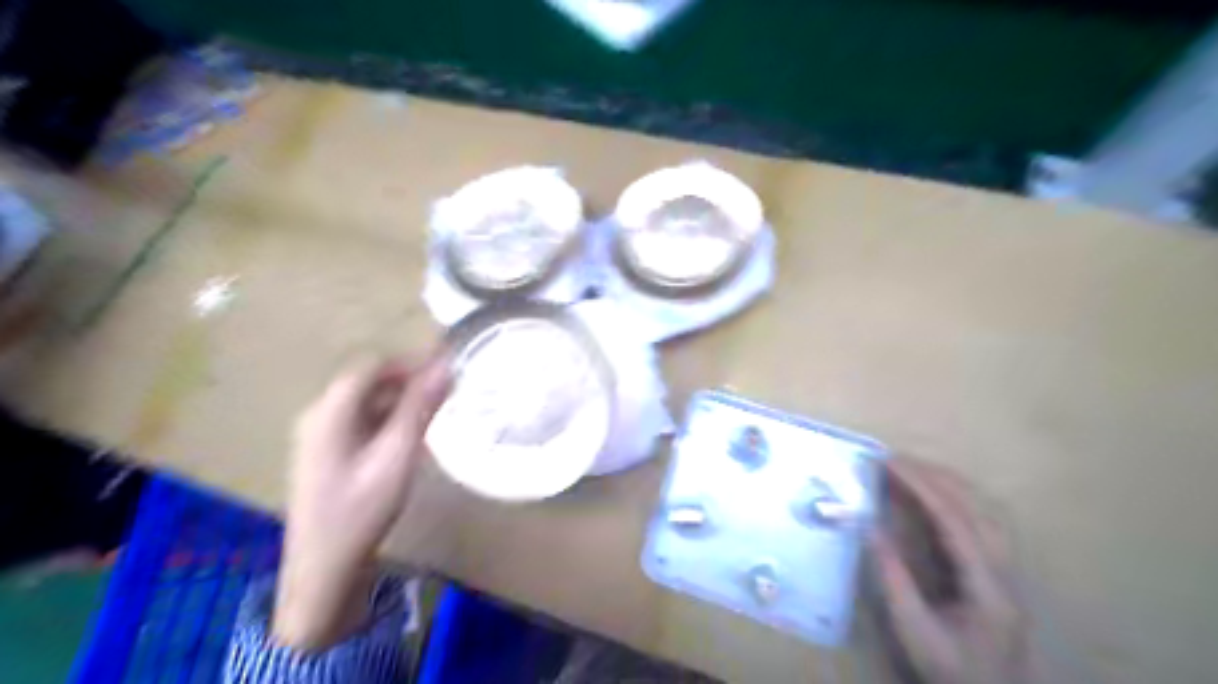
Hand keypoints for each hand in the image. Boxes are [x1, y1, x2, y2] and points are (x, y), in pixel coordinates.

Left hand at [271, 355, 447, 648]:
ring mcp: (320, 436)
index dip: (411, 362)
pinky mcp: (328, 454)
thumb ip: (420, 408)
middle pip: (367, 381)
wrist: (324, 570)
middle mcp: (319, 416)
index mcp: (329, 412)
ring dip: (401, 400)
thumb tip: (445, 366)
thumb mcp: (398, 456)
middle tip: (447, 394)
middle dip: (409, 381)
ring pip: (366, 402)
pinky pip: (362, 422)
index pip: (372, 366)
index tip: (447, 370)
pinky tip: (410, 438)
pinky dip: (389, 420)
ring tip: (436, 414)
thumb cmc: (362, 511)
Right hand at [866, 458, 1025, 682]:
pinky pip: (985, 518)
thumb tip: (868, 525)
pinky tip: (938, 493)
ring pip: (986, 508)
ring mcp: (1009, 567)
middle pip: (975, 506)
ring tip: (911, 468)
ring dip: (948, 481)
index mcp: (985, 584)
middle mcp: (1005, 569)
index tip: (888, 462)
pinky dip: (959, 495)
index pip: (953, 520)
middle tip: (892, 459)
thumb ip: (892, 577)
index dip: (920, 486)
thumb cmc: (950, 667)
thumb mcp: (913, 629)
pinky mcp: (1002, 569)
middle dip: (932, 475)